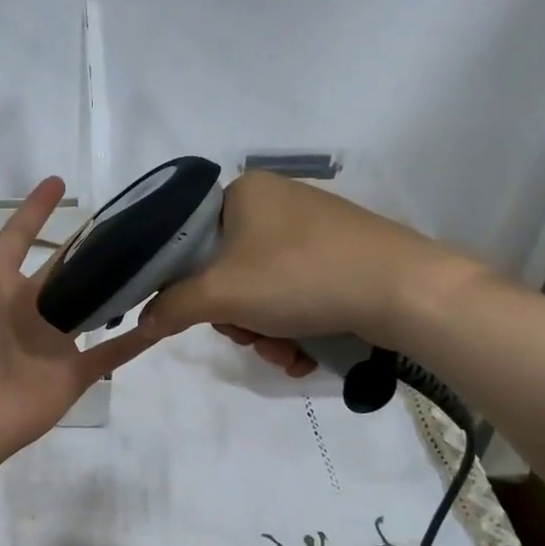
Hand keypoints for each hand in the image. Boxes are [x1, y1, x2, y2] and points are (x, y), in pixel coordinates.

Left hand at [0, 177, 159, 469]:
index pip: (17, 239)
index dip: (35, 212)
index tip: (60, 182)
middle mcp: (26, 310)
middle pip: (61, 273)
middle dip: (85, 250)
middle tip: (122, 223)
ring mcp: (52, 343)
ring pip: (91, 309)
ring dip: (116, 289)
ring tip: (151, 259)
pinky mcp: (74, 372)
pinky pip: (111, 353)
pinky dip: (137, 339)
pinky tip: (164, 317)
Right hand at [138, 170, 479, 373]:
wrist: (403, 290)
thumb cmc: (300, 276)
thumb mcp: (222, 294)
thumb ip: (172, 307)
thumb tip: (141, 323)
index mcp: (244, 192)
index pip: (190, 239)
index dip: (187, 284)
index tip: (202, 314)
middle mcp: (277, 203)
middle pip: (226, 272)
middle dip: (237, 318)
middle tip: (250, 336)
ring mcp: (312, 231)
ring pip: (262, 292)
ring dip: (265, 333)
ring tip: (285, 352)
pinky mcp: (341, 258)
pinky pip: (296, 296)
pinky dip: (293, 329)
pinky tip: (304, 353)